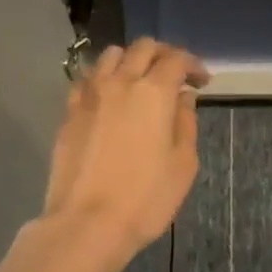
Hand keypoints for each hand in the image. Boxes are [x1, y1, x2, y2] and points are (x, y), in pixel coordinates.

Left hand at [38, 39, 209, 271]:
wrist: (87, 223)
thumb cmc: (146, 198)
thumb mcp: (183, 164)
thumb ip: (186, 122)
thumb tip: (182, 98)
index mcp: (154, 92)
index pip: (176, 59)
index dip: (193, 64)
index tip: (202, 81)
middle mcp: (120, 82)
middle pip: (143, 48)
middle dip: (164, 54)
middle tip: (175, 74)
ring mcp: (89, 95)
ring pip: (111, 56)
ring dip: (131, 60)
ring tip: (140, 81)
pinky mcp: (69, 112)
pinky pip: (87, 79)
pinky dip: (103, 78)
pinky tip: (109, 98)